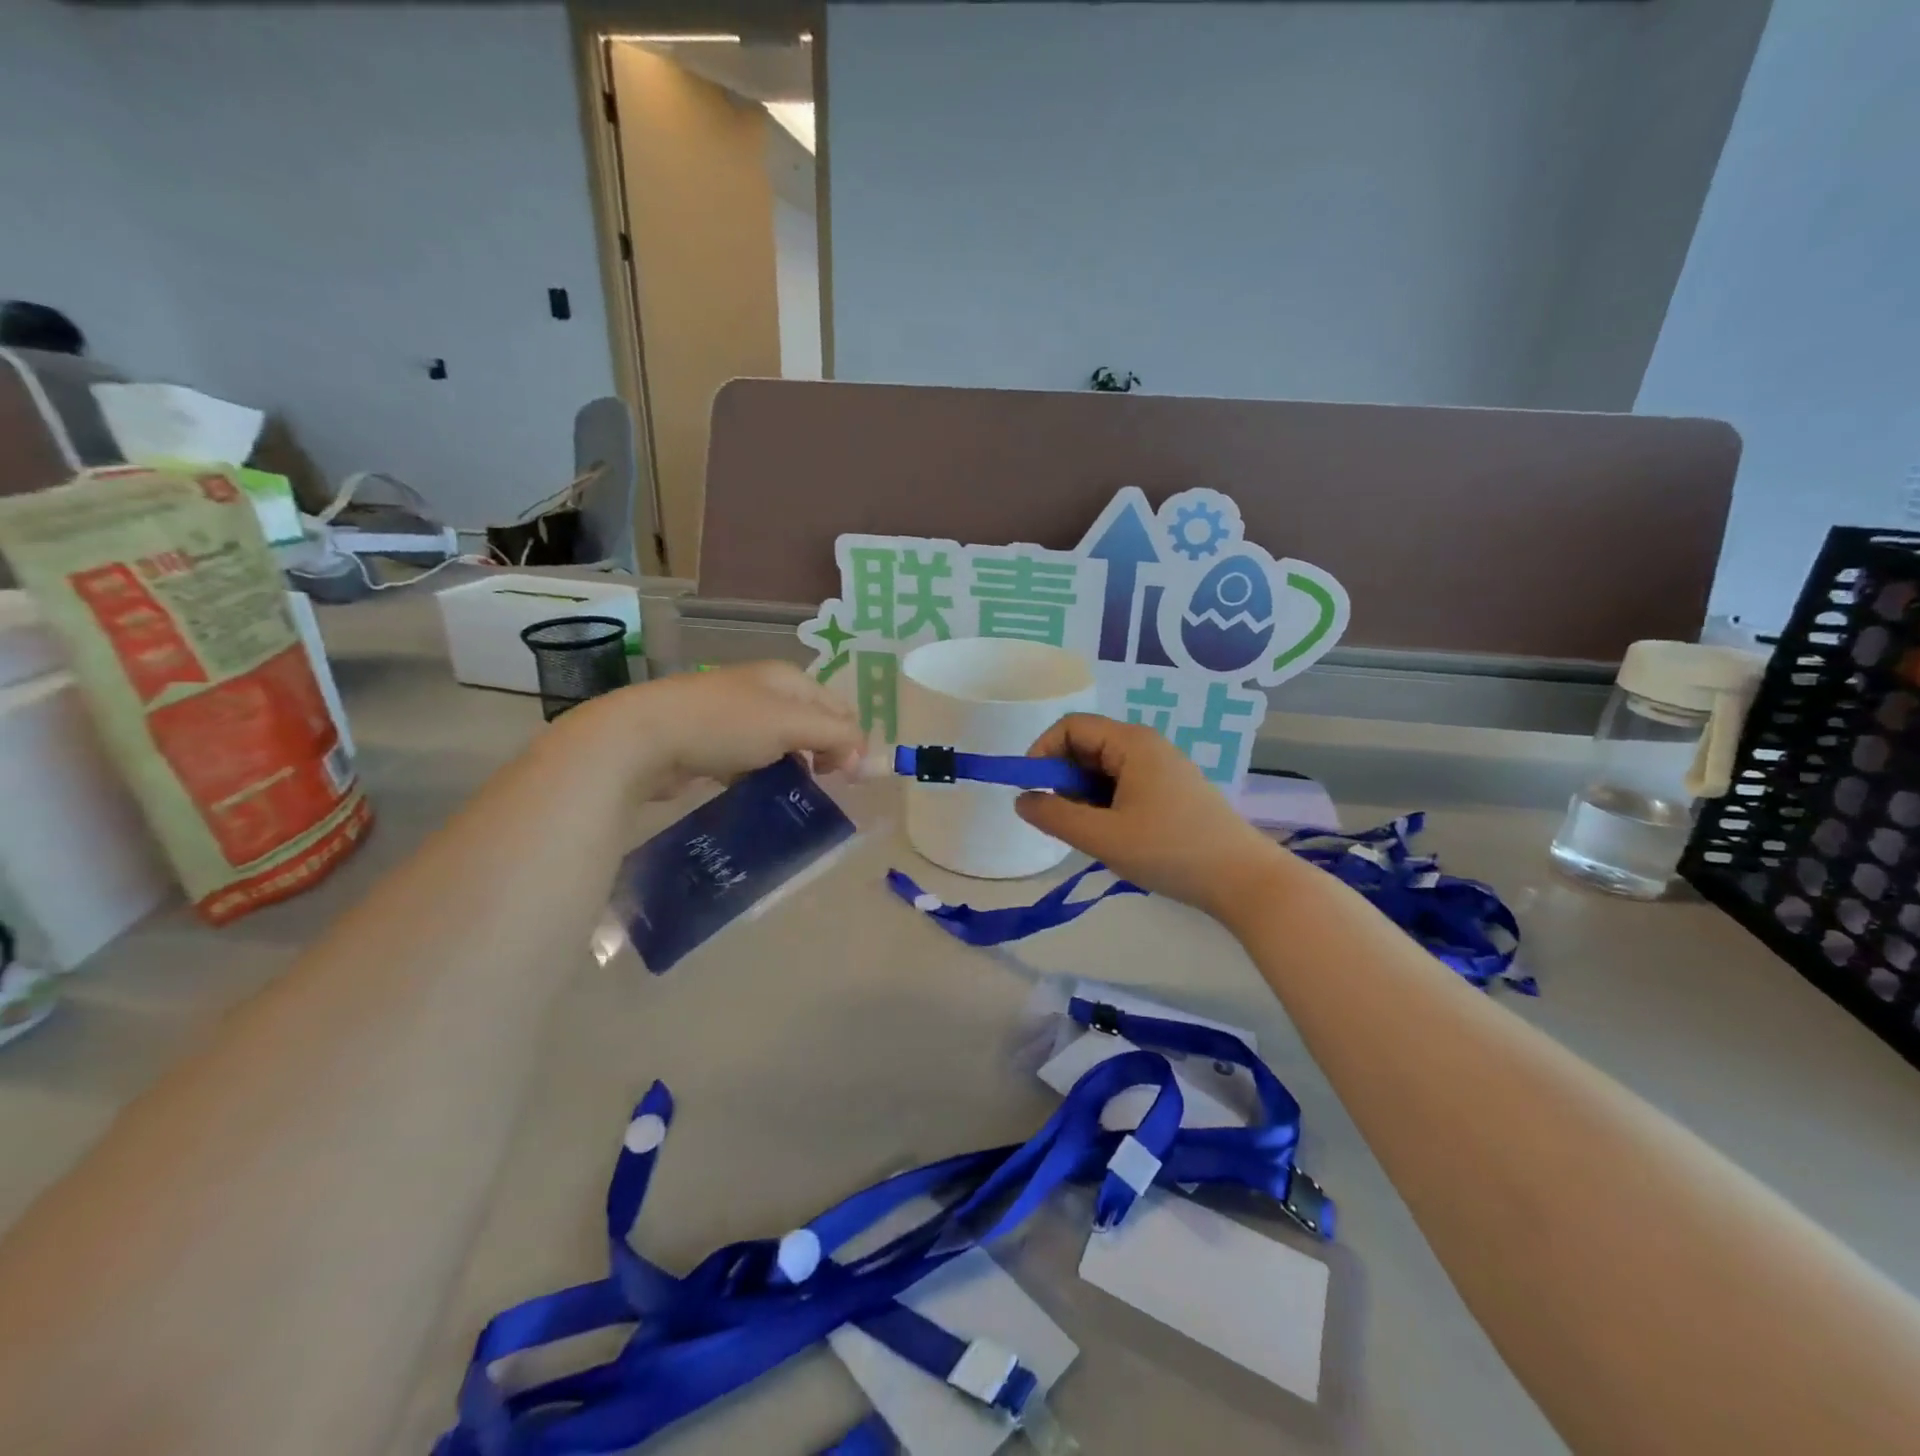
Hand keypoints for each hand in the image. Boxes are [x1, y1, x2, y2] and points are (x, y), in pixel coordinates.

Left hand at [578, 661, 864, 799]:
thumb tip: (867, 759)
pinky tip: (755, 789)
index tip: (848, 777)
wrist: (643, 737)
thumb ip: (837, 737)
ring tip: (791, 791)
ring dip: (793, 766)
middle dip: (824, 752)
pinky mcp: (711, 740)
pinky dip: (761, 773)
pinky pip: (752, 758)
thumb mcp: (791, 725)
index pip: (839, 706)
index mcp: (788, 678)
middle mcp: (765, 689)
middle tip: (822, 783)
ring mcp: (735, 714)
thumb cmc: (725, 724)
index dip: (851, 739)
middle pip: (812, 723)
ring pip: (782, 743)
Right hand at [1015, 714, 1287, 920]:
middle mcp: (1147, 745)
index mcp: (1131, 743)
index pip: (1070, 726)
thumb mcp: (1102, 837)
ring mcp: (1163, 768)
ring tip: (1094, 834)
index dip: (1042, 752)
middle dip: (1064, 779)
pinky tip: (1117, 837)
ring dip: (1085, 796)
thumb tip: (1022, 799)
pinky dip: (1107, 805)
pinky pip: (1124, 785)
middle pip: (1087, 746)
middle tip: (1066, 820)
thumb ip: (1054, 816)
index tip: (1031, 790)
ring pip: (1104, 769)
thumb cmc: (1169, 851)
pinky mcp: (1172, 790)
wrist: (1243, 880)